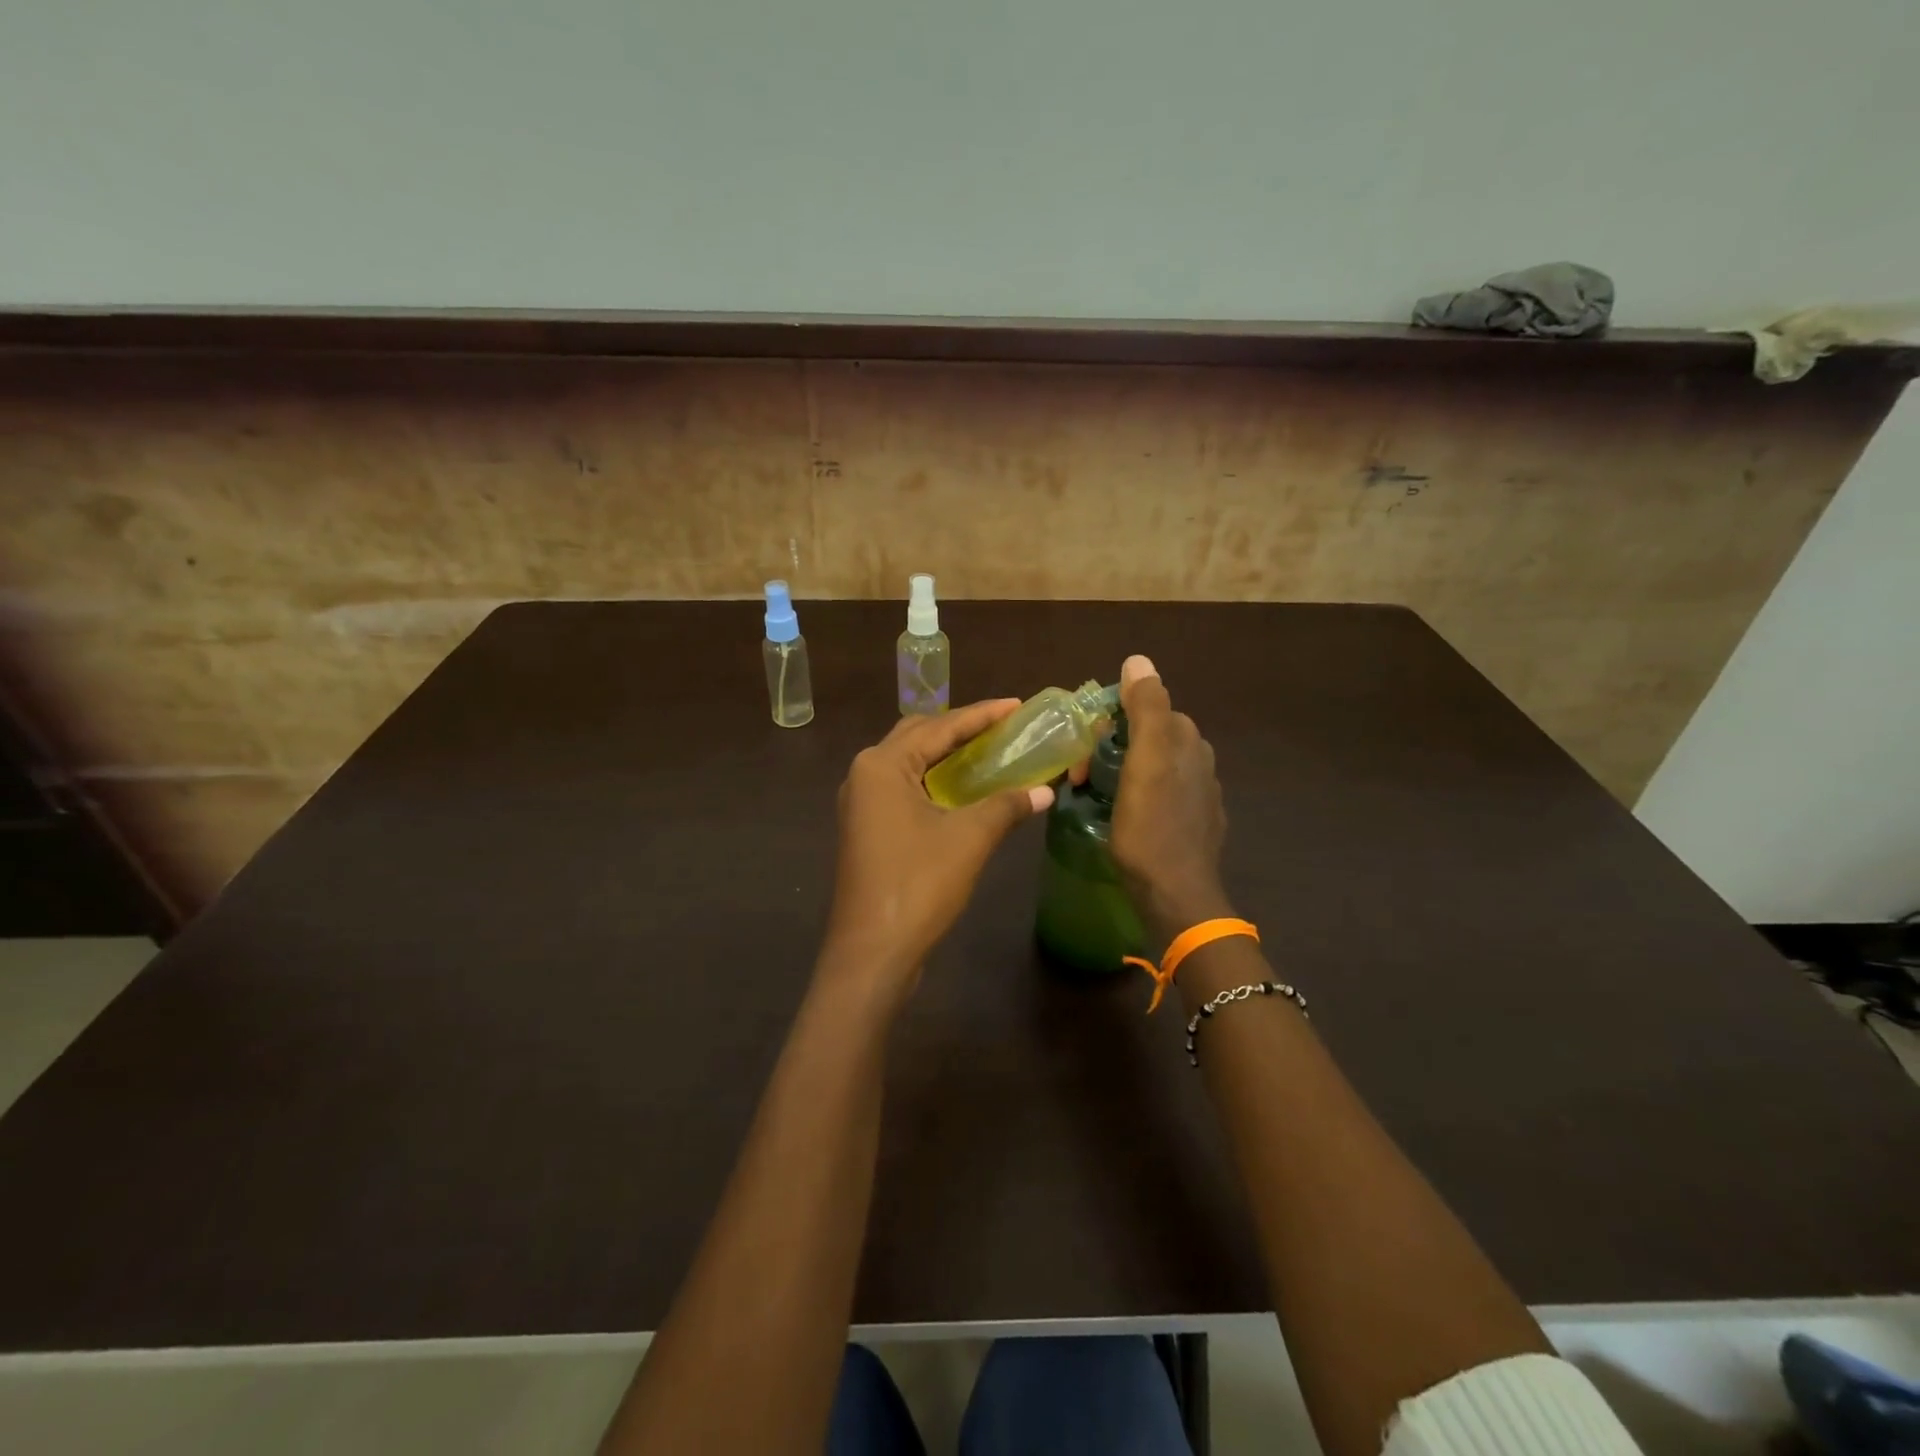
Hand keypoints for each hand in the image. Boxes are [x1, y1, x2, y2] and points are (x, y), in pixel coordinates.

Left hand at [819, 700, 1052, 1002]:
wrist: (872, 951)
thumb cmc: (918, 885)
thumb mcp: (969, 839)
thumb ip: (1006, 806)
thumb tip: (1045, 790)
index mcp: (882, 764)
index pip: (939, 726)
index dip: (981, 715)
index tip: (1016, 705)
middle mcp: (865, 773)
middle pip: (918, 736)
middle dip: (959, 728)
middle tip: (1002, 726)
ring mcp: (861, 803)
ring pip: (908, 762)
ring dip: (944, 754)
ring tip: (986, 749)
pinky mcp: (866, 828)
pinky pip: (903, 788)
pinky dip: (932, 780)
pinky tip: (960, 789)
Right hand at [1111, 655, 1233, 938]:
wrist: (1176, 896)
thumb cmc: (1152, 827)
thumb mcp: (1145, 762)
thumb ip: (1146, 708)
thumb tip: (1138, 659)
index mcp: (1187, 741)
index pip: (1147, 708)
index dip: (1111, 721)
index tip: (1085, 749)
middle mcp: (1200, 761)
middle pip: (1149, 737)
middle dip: (1113, 746)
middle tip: (1083, 775)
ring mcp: (1200, 795)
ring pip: (1153, 766)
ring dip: (1122, 771)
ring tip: (1096, 794)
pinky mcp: (1194, 824)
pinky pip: (1159, 794)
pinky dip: (1137, 794)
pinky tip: (1124, 814)